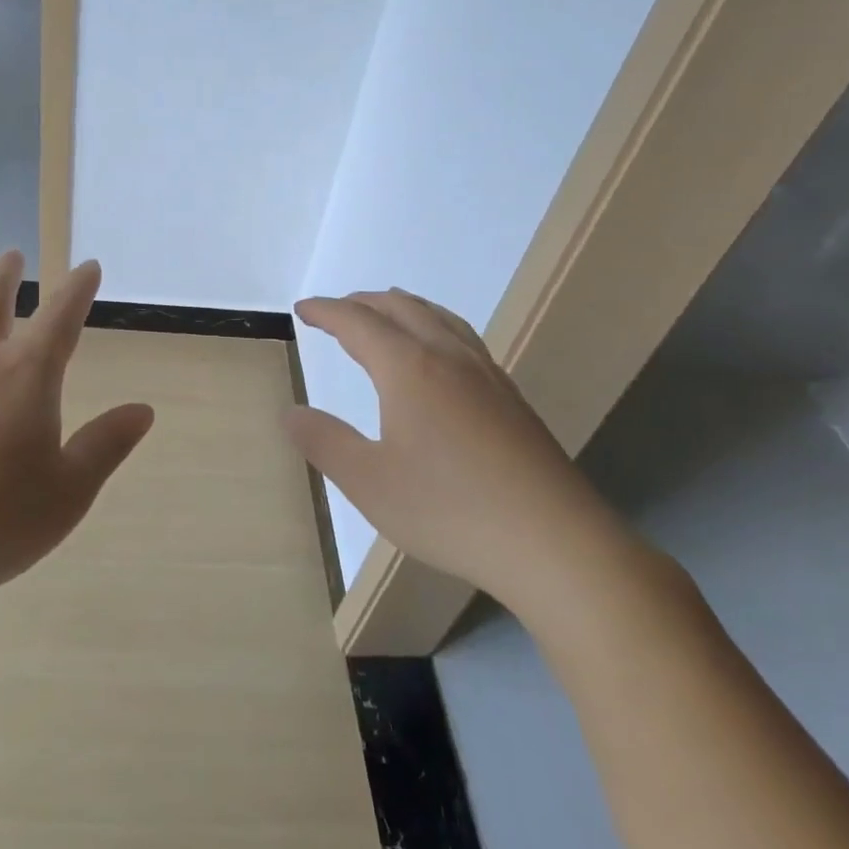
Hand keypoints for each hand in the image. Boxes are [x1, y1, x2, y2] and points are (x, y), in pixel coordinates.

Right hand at [286, 289, 628, 614]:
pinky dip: (434, 325)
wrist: (557, 545)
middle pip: (400, 308)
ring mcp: (486, 375)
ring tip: (385, 312)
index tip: (303, 309)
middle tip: (336, 311)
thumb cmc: (450, 510)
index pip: (358, 322)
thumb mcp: (369, 482)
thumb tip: (291, 413)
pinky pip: (463, 338)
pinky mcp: (511, 398)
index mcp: (409, 368)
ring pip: (438, 317)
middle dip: (363, 303)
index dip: (326, 311)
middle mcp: (448, 357)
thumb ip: (324, 442)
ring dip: (402, 307)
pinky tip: (439, 355)